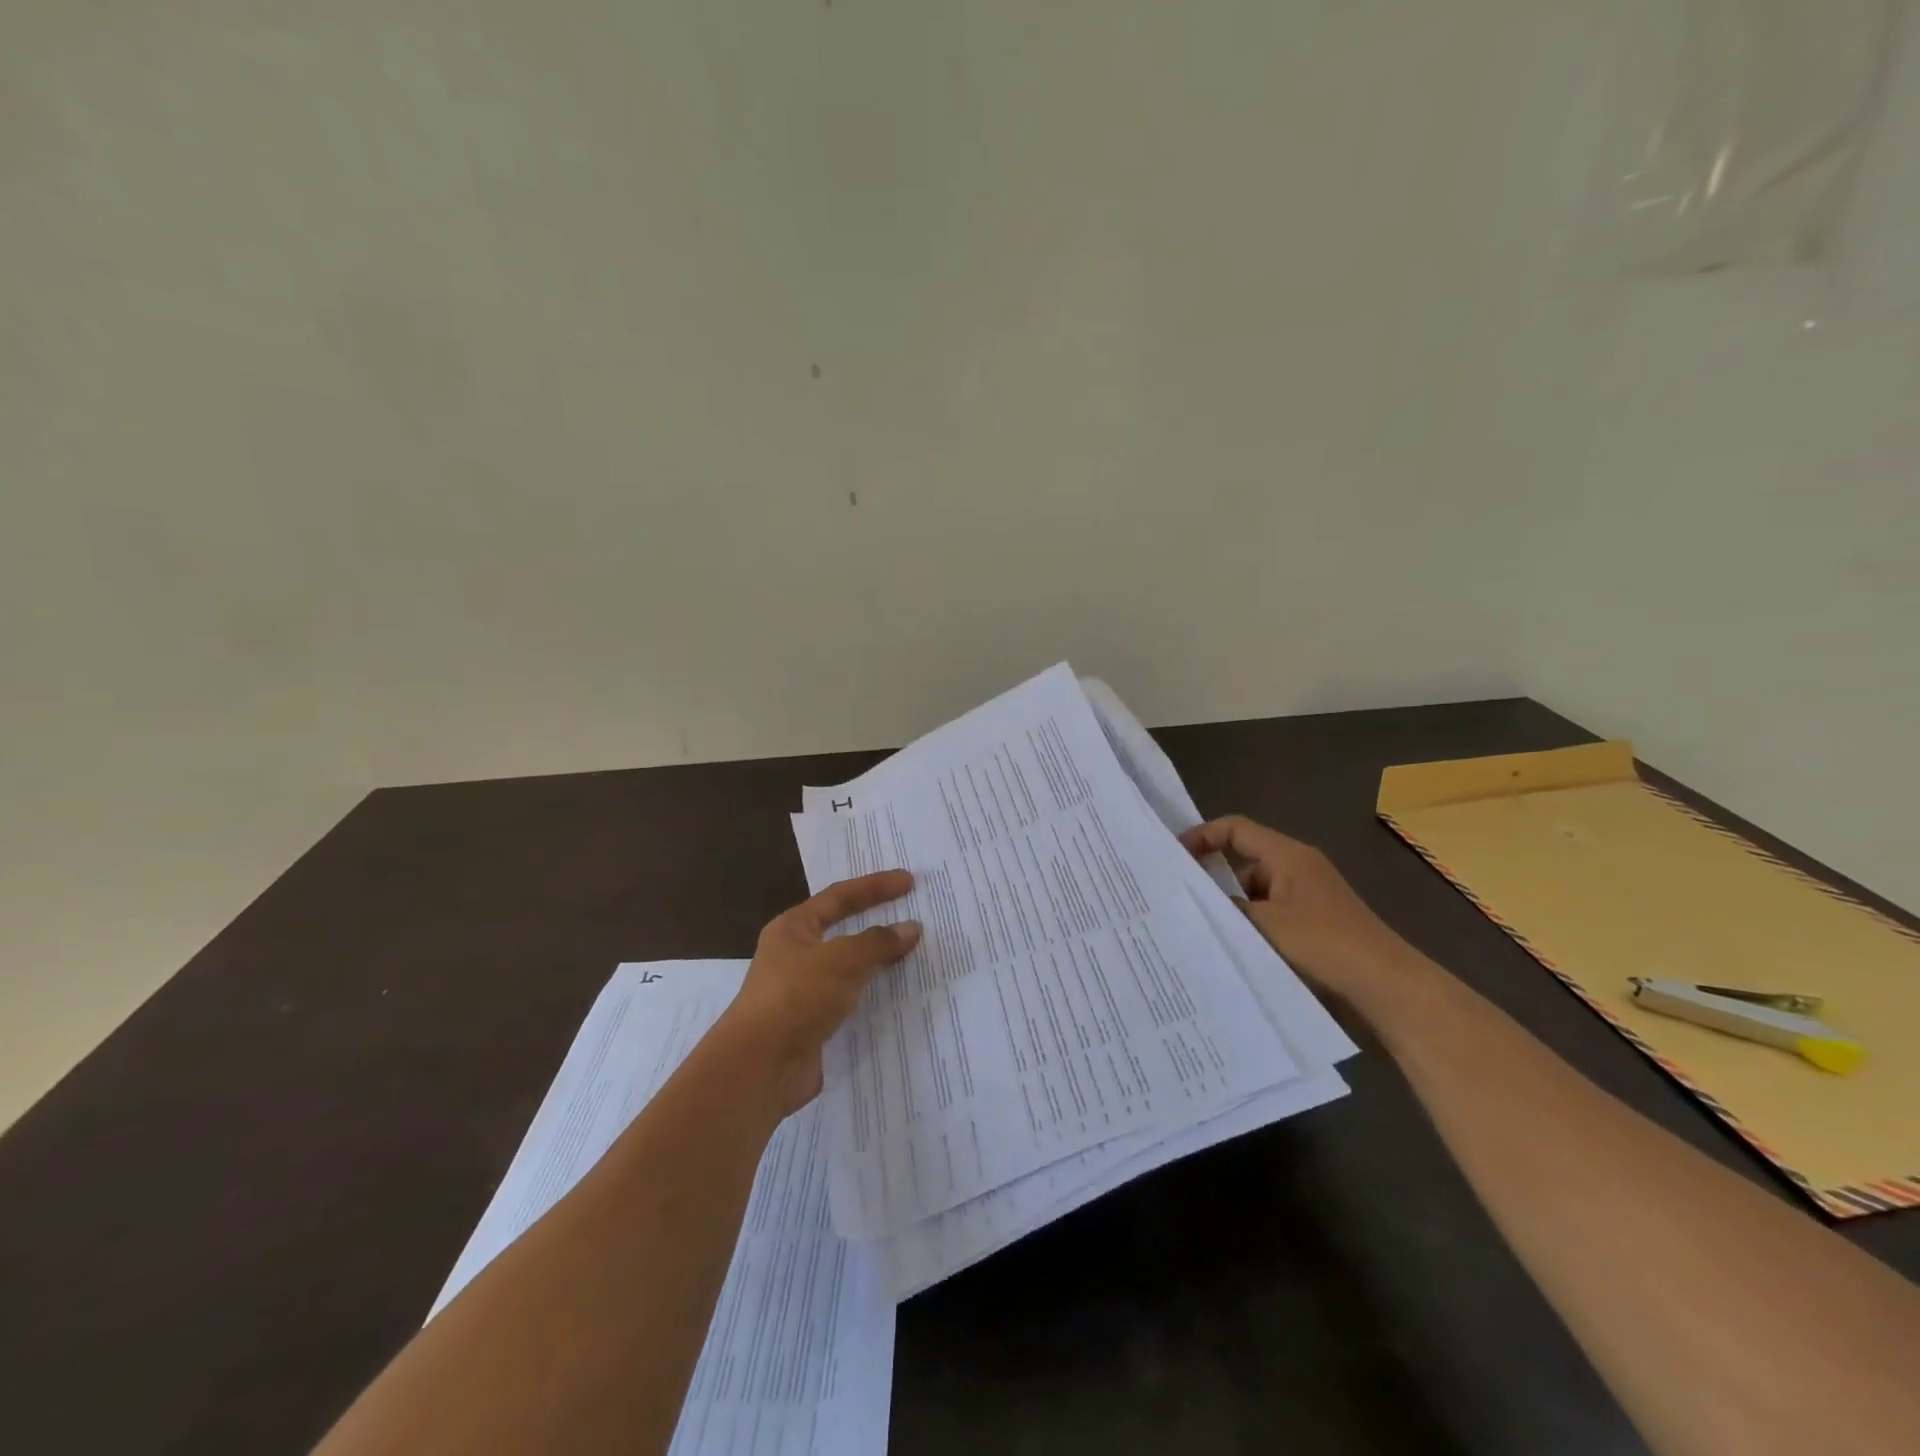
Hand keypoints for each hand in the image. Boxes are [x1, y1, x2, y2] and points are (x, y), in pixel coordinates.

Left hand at [717, 870, 920, 1116]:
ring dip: (876, 960)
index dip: (875, 886)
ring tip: (913, 953)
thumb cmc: (797, 997)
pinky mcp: (811, 1022)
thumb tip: (911, 928)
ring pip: (847, 966)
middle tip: (912, 913)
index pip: (839, 896)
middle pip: (842, 929)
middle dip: (876, 921)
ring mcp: (802, 990)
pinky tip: (896, 994)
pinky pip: (849, 998)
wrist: (759, 1068)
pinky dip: (871, 993)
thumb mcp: (842, 960)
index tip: (909, 881)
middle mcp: (794, 954)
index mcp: (793, 928)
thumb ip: (878, 942)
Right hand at [1179, 815, 1415, 999]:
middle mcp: (1297, 866)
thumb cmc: (1324, 942)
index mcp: (1287, 855)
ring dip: (1234, 903)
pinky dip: (1253, 921)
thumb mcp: (1265, 924)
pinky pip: (1271, 909)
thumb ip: (1228, 907)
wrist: (1385, 983)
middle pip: (1244, 857)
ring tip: (1205, 924)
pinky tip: (1237, 943)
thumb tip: (1201, 900)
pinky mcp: (1314, 918)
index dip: (1203, 836)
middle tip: (1182, 894)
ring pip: (1256, 887)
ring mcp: (1308, 893)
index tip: (1175, 856)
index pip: (1235, 829)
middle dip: (1214, 874)